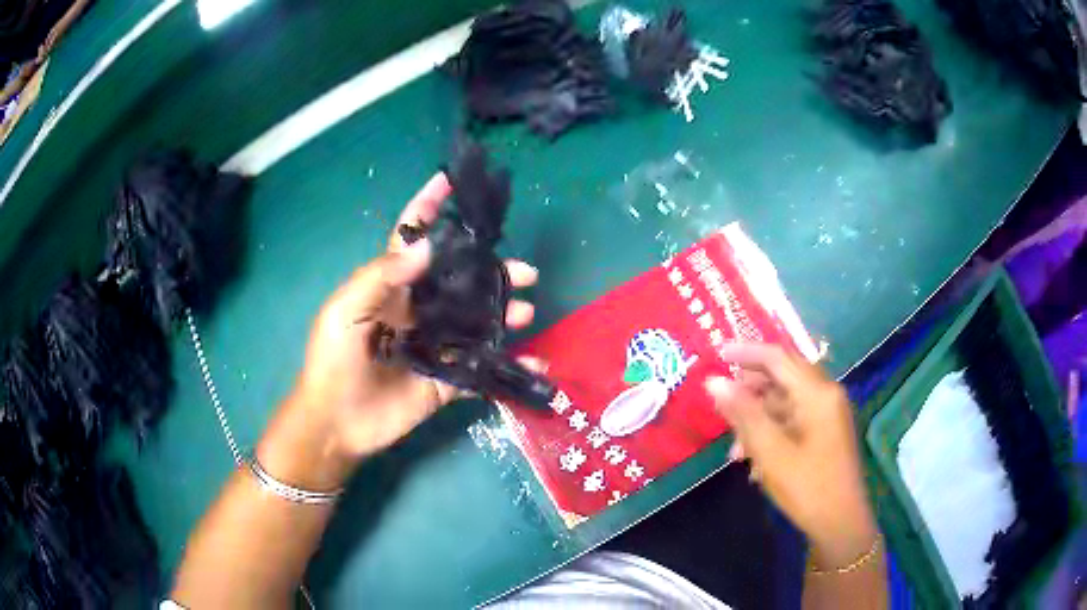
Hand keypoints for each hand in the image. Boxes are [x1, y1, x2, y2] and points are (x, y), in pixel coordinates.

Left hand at [257, 173, 537, 489]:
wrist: (337, 423)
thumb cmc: (333, 361)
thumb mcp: (344, 311)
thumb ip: (380, 277)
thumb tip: (425, 247)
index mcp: (391, 288)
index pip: (412, 238)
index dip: (428, 207)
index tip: (450, 180)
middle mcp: (417, 311)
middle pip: (460, 281)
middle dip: (492, 271)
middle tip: (526, 271)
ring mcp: (435, 345)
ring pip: (477, 321)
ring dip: (505, 312)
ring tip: (528, 310)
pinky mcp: (446, 380)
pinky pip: (482, 369)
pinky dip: (509, 364)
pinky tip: (534, 357)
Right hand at [706, 344, 876, 567]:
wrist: (840, 523)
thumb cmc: (807, 487)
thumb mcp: (770, 451)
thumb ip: (743, 413)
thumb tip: (714, 381)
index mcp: (817, 393)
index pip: (778, 358)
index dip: (746, 352)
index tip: (717, 354)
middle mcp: (826, 395)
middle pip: (783, 377)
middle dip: (750, 389)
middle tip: (722, 405)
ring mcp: (828, 414)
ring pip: (786, 402)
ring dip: (758, 418)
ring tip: (735, 450)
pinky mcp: (826, 433)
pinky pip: (794, 420)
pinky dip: (772, 432)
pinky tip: (755, 462)